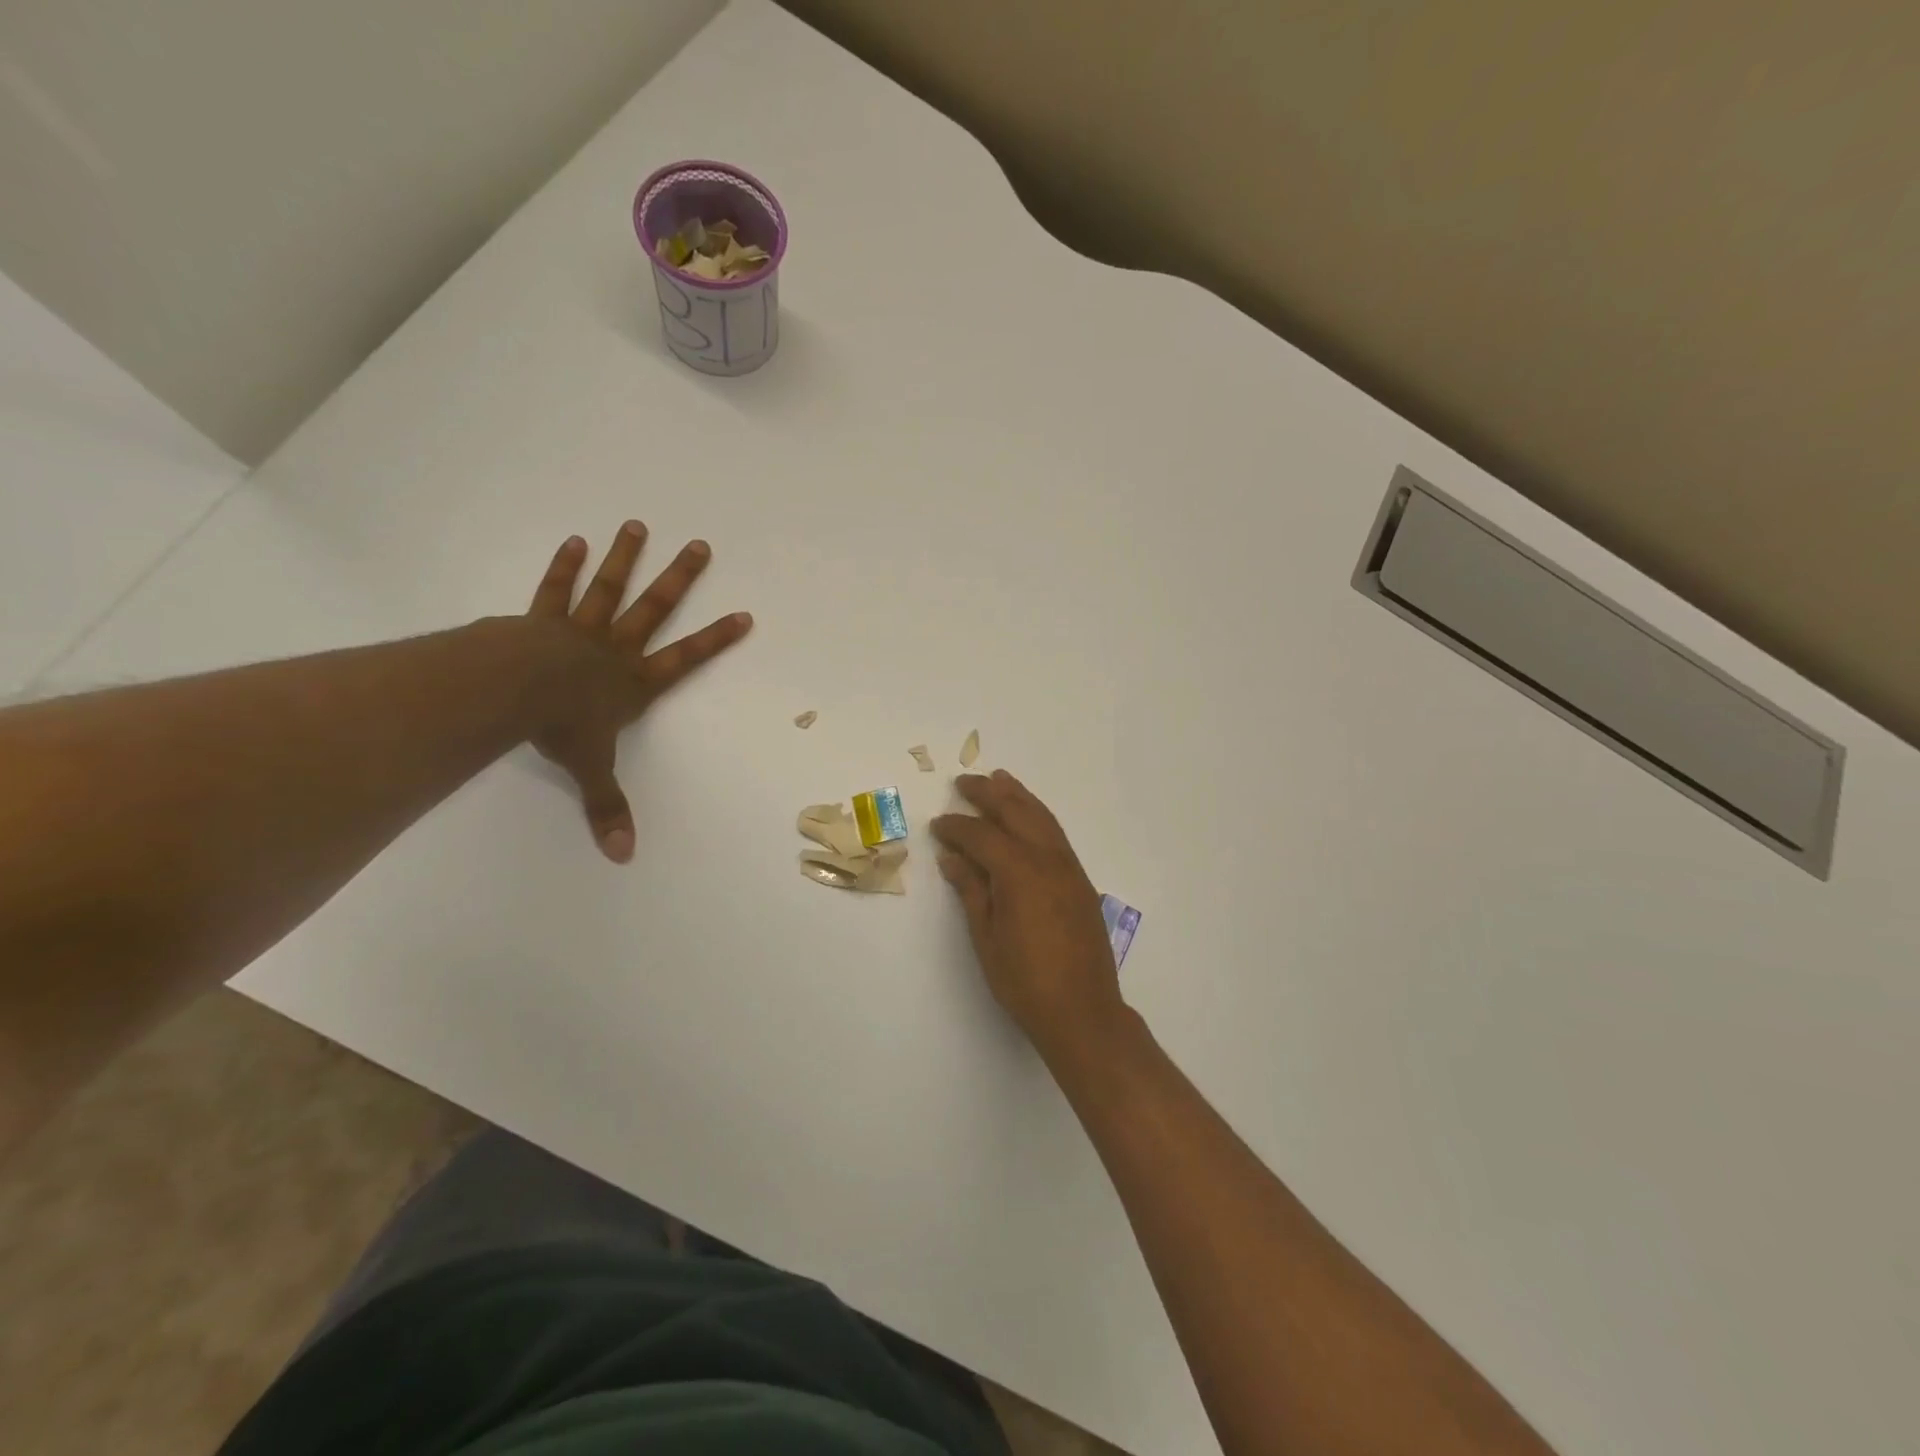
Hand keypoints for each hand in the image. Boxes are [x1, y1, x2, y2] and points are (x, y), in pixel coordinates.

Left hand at [526, 522, 751, 861]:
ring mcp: (580, 629)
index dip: (716, 640)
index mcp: (635, 682)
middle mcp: (616, 648)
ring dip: (626, 558)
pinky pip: (557, 590)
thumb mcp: (590, 770)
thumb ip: (607, 808)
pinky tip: (575, 542)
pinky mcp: (542, 620)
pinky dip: (566, 566)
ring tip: (637, 526)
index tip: (743, 615)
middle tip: (700, 546)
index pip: (687, 659)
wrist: (512, 691)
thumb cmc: (561, 727)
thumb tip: (623, 856)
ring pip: (610, 589)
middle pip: (655, 608)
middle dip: (680, 579)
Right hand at [932, 771, 1125, 1052]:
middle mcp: (1048, 860)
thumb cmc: (1025, 981)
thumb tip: (953, 858)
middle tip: (964, 783)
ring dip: (1018, 796)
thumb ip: (972, 891)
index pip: (982, 836)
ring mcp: (1069, 868)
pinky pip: (1056, 834)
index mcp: (1019, 872)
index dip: (957, 827)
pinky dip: (1038, 816)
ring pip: (1042, 818)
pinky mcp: (1081, 881)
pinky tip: (1027, 818)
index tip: (938, 825)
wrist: (1083, 1011)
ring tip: (999, 779)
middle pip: (1016, 812)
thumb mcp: (987, 938)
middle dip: (988, 794)